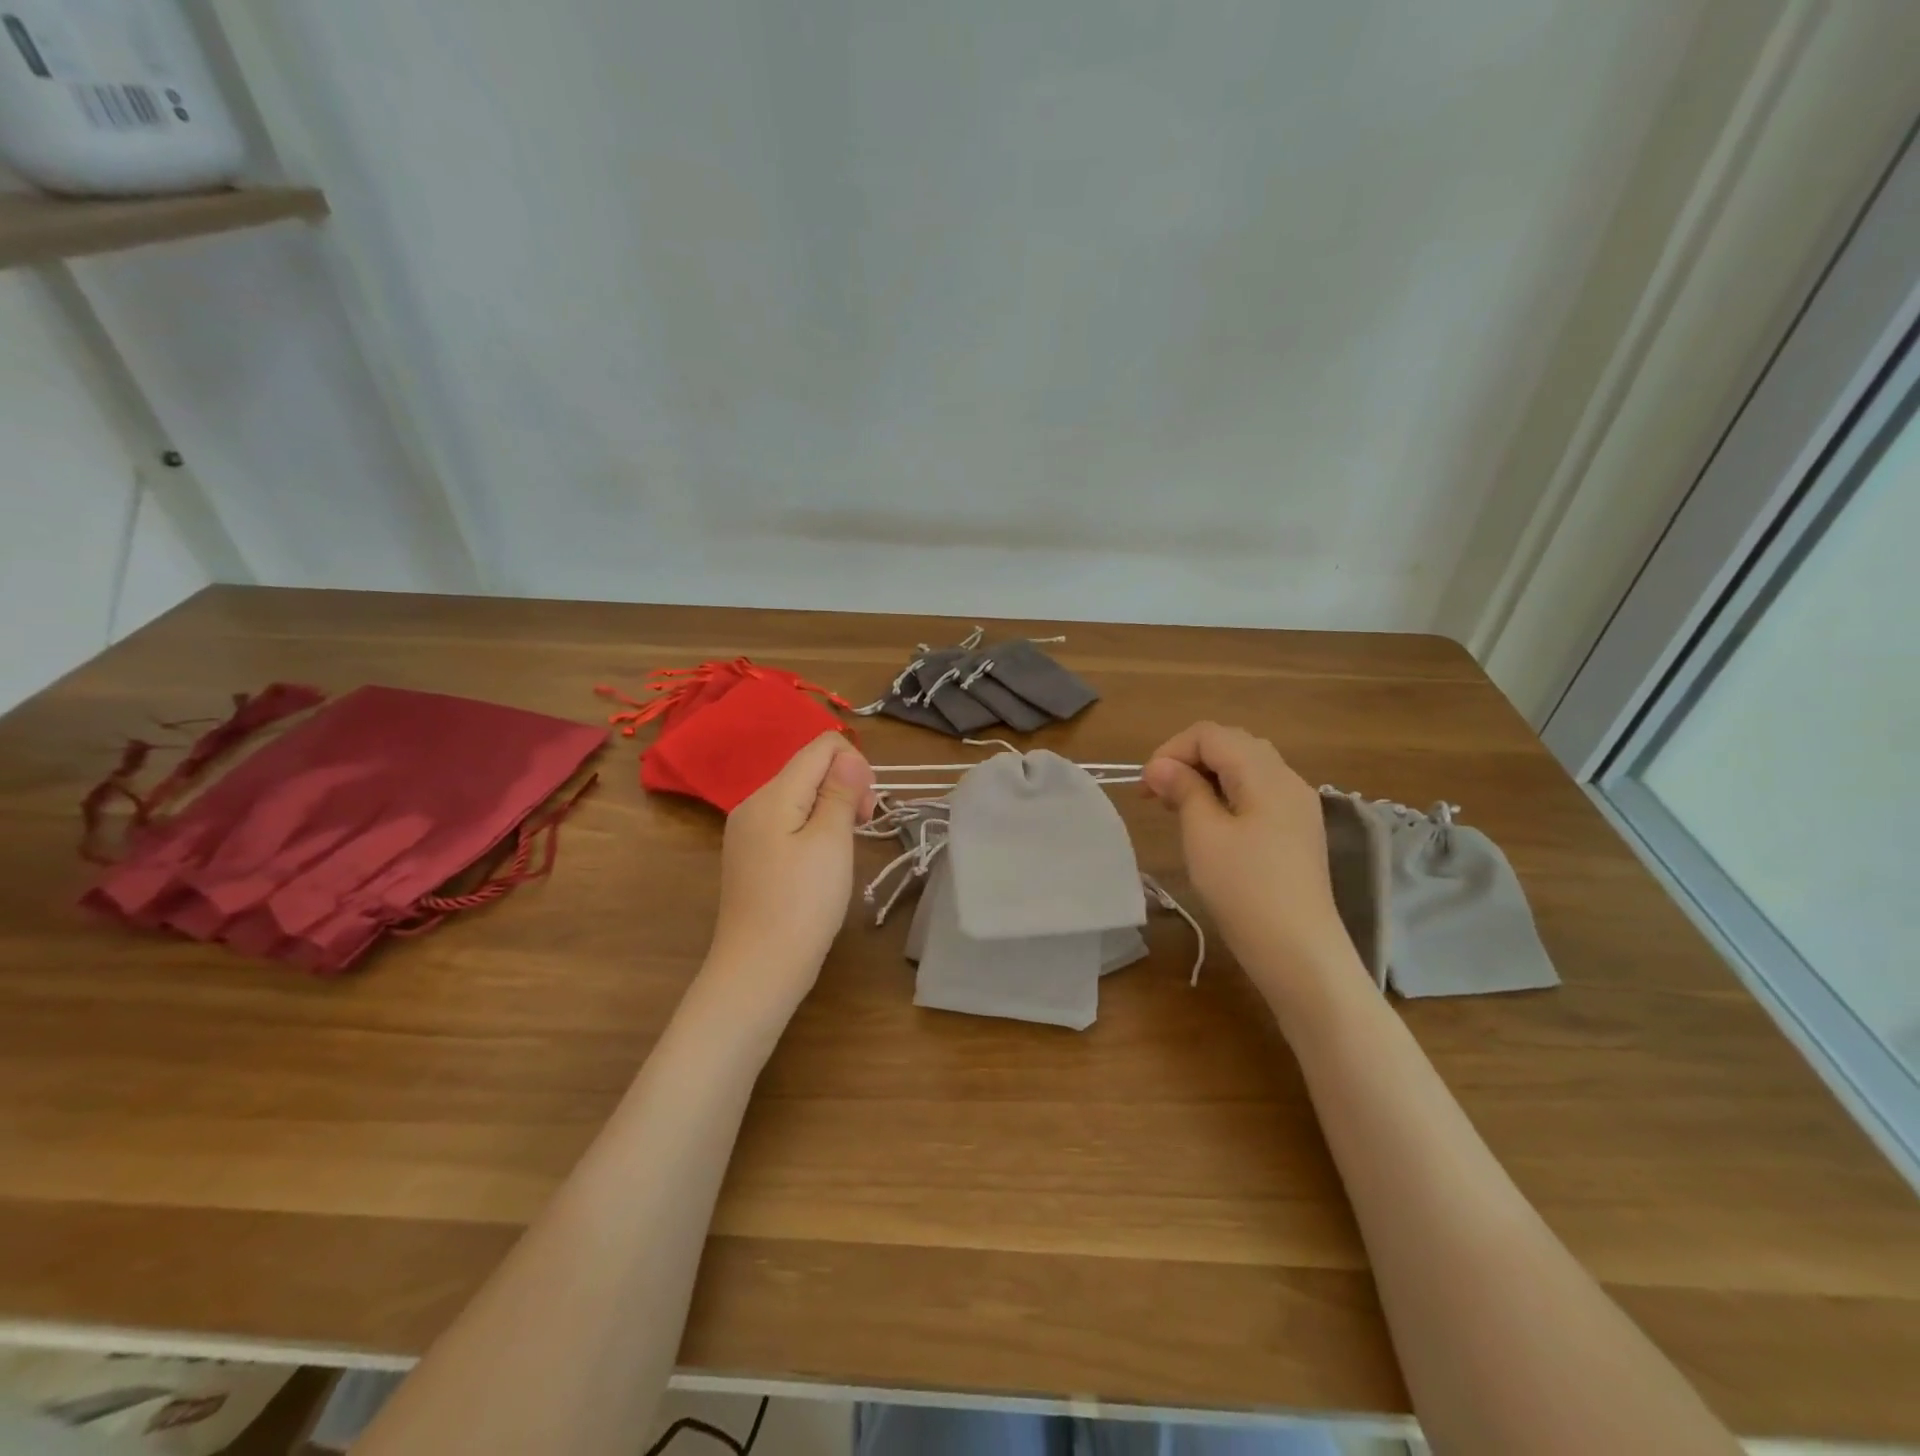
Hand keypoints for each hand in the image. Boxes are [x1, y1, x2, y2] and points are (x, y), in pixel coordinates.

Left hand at [704, 733, 874, 1017]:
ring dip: (831, 811)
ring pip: (800, 797)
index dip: (854, 764)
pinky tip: (820, 864)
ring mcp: (747, 831)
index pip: (820, 746)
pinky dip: (812, 830)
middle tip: (860, 830)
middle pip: (809, 769)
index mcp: (772, 794)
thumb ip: (841, 791)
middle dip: (844, 787)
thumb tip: (849, 754)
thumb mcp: (832, 841)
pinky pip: (788, 822)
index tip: (865, 809)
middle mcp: (753, 803)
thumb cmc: (802, 904)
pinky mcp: (750, 855)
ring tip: (842, 851)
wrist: (758, 969)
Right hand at [1142, 722, 1357, 1000]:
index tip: (1147, 786)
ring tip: (1178, 807)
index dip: (1172, 750)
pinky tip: (1211, 824)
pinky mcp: (1298, 830)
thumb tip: (1161, 767)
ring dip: (1207, 777)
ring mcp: (1297, 805)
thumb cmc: (1244, 888)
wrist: (1298, 950)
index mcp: (1265, 774)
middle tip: (1159, 795)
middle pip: (1232, 745)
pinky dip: (1227, 795)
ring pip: (1246, 768)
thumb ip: (1183, 790)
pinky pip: (1258, 793)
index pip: (1211, 734)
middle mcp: (1287, 779)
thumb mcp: (1203, 834)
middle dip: (1189, 760)